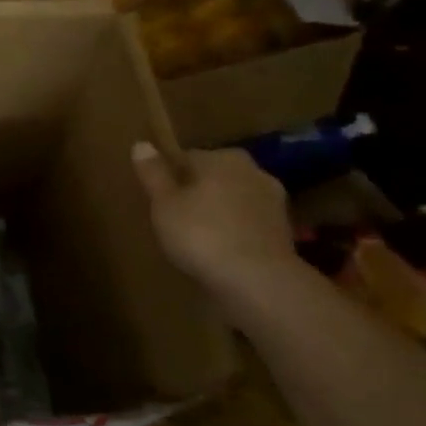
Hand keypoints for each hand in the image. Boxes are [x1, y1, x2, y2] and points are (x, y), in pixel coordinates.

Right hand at [131, 141, 296, 290]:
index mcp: (222, 158)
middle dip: (199, 192)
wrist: (259, 281)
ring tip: (199, 239)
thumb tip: (141, 144)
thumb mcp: (164, 204)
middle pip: (215, 178)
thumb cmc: (202, 234)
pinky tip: (222, 253)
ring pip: (235, 201)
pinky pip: (249, 225)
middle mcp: (253, 171)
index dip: (172, 177)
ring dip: (220, 213)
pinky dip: (236, 233)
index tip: (160, 198)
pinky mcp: (284, 232)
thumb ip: (153, 174)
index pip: (188, 158)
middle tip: (177, 218)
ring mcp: (274, 202)